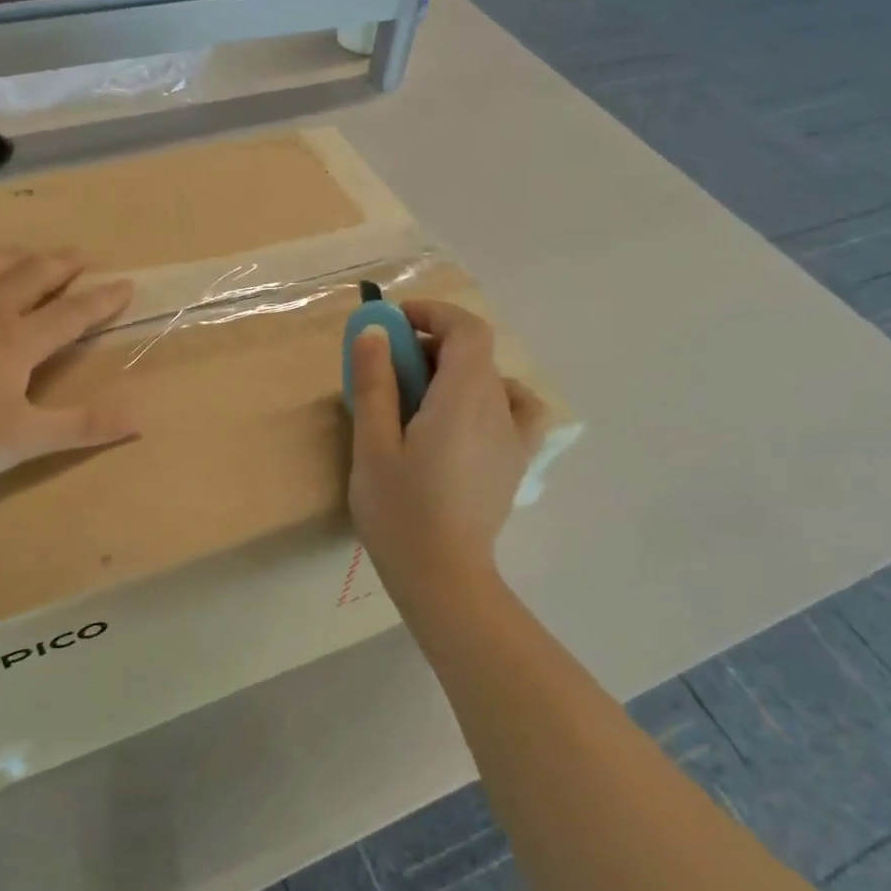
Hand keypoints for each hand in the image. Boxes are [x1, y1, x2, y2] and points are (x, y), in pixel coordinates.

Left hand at [0, 250, 137, 488]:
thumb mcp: (28, 440)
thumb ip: (85, 427)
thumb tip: (139, 420)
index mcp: (19, 340)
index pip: (73, 313)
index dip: (103, 300)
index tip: (126, 284)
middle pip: (32, 275)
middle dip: (62, 265)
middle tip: (81, 256)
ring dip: (18, 258)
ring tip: (32, 255)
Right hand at [348, 300, 547, 586]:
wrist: (443, 576)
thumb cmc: (400, 512)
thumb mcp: (373, 445)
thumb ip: (375, 383)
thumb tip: (374, 331)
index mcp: (463, 399)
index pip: (466, 330)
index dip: (433, 313)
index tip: (395, 322)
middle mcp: (498, 408)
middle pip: (476, 352)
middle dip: (432, 344)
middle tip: (390, 366)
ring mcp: (514, 436)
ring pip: (493, 378)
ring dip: (457, 370)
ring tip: (423, 394)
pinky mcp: (517, 461)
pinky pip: (517, 409)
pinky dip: (494, 397)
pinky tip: (469, 417)